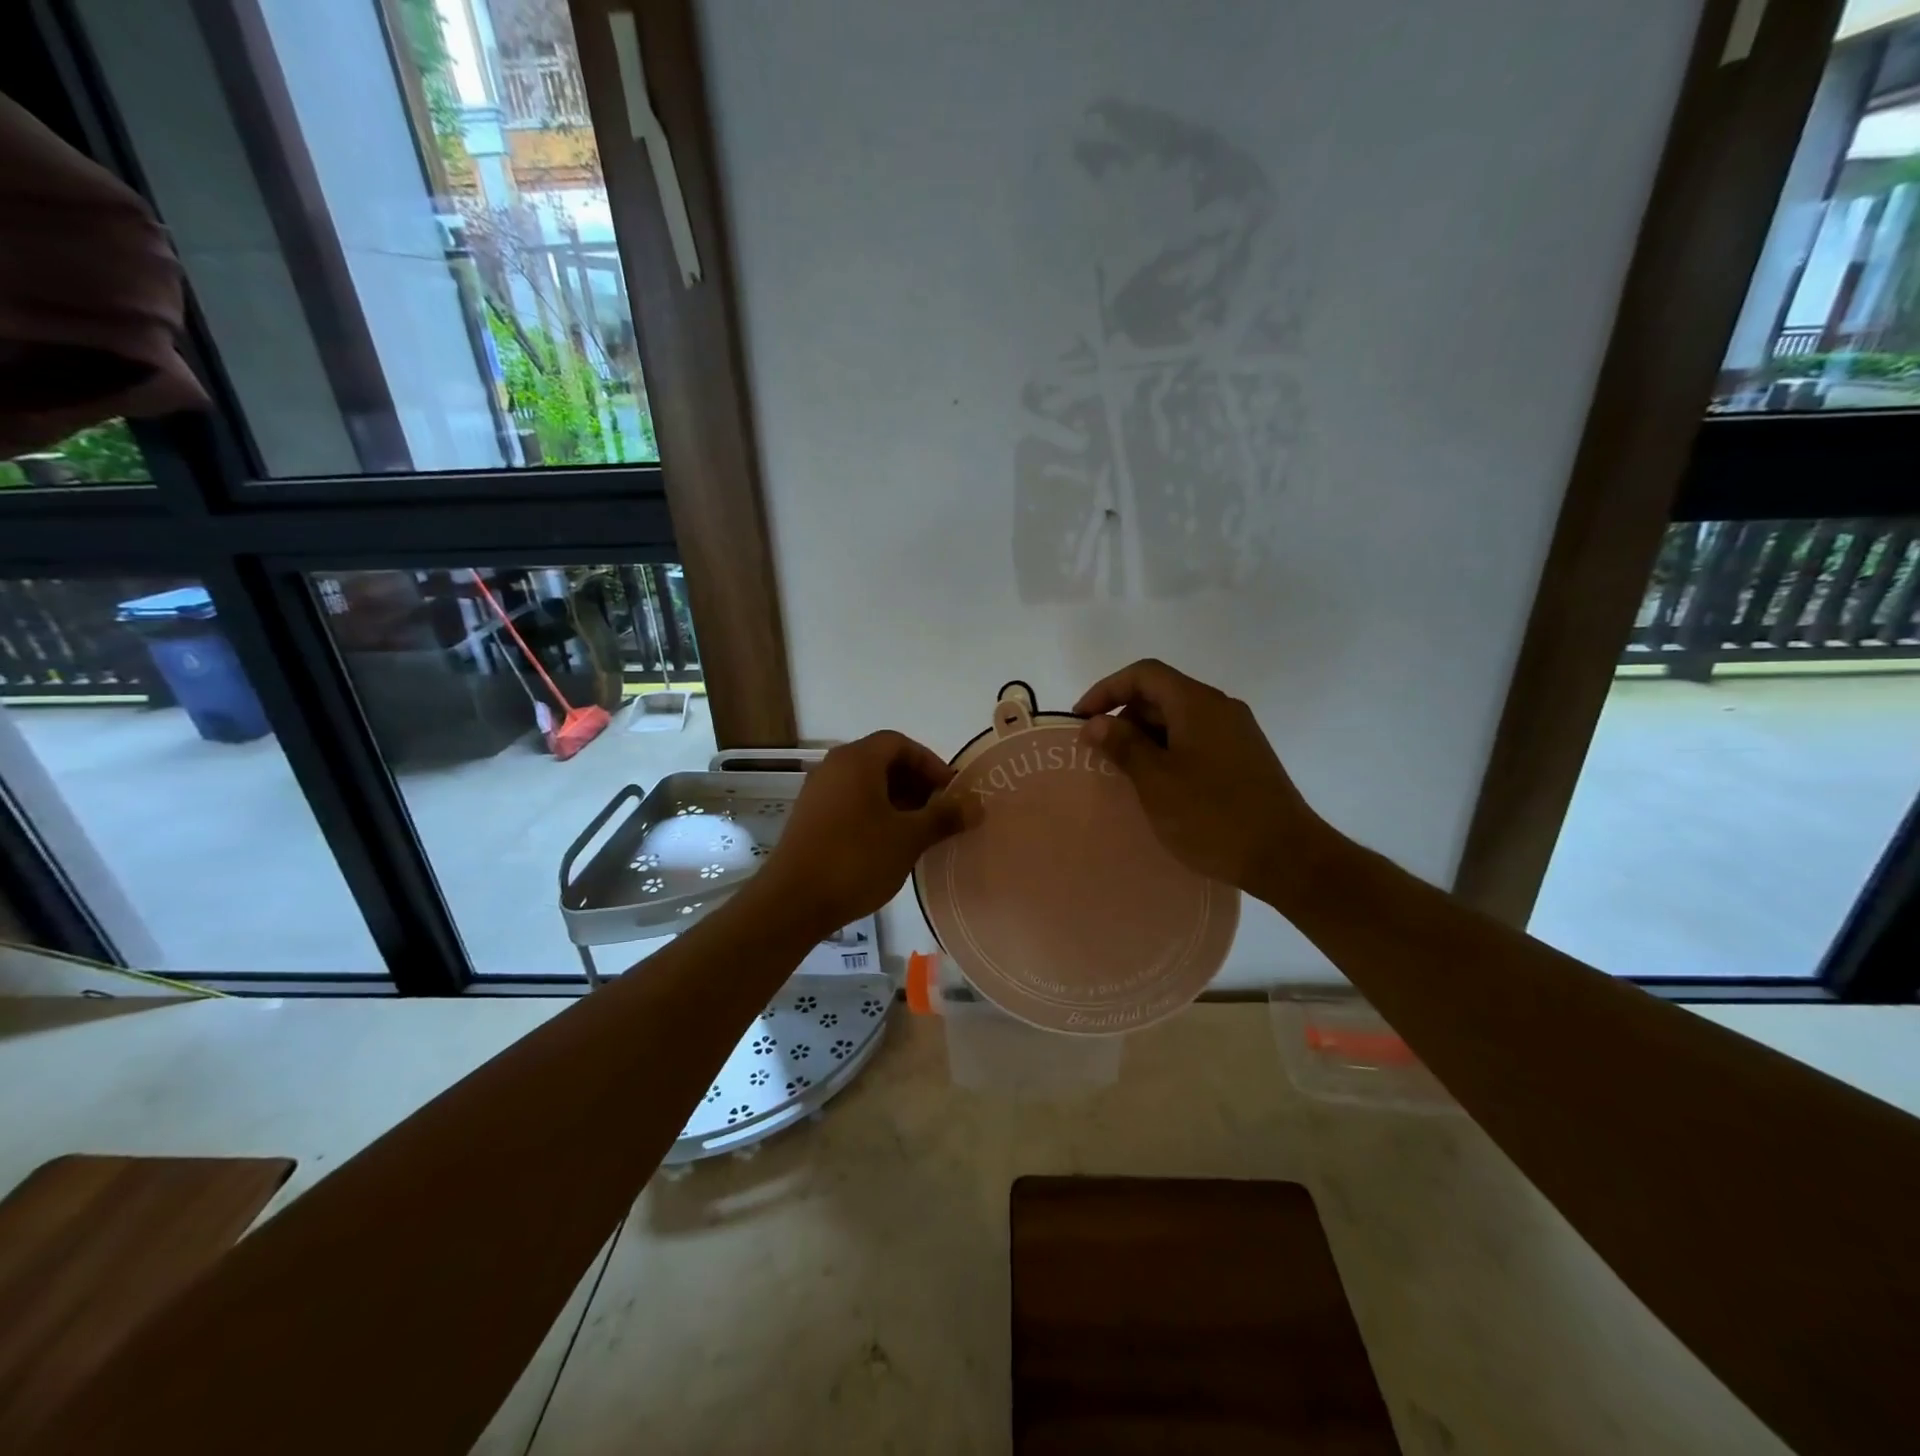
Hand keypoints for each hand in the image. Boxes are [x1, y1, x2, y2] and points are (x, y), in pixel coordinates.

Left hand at [752, 731, 967, 936]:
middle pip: (882, 761)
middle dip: (916, 783)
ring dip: (897, 801)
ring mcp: (818, 793)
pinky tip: (889, 846)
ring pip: (866, 785)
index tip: (950, 792)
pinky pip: (850, 803)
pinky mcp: (809, 819)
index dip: (930, 763)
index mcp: (857, 760)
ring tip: (919, 832)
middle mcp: (833, 768)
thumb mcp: (909, 838)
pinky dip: (875, 814)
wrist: (792, 902)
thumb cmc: (856, 859)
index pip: (900, 743)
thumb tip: (977, 805)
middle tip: (939, 813)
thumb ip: (944, 817)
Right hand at [1074, 659, 1332, 899]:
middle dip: (1124, 716)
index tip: (1081, 720)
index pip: (1144, 674)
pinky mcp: (1245, 758)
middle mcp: (1220, 708)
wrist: (1287, 857)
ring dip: (1145, 737)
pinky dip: (1169, 751)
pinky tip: (1159, 785)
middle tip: (1099, 752)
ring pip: (1179, 719)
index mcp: (1197, 704)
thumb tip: (1096, 722)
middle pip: (1162, 694)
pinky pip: (1196, 740)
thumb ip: (1123, 745)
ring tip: (1123, 772)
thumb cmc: (1213, 816)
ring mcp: (1237, 733)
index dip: (1106, 689)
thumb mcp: (1157, 781)